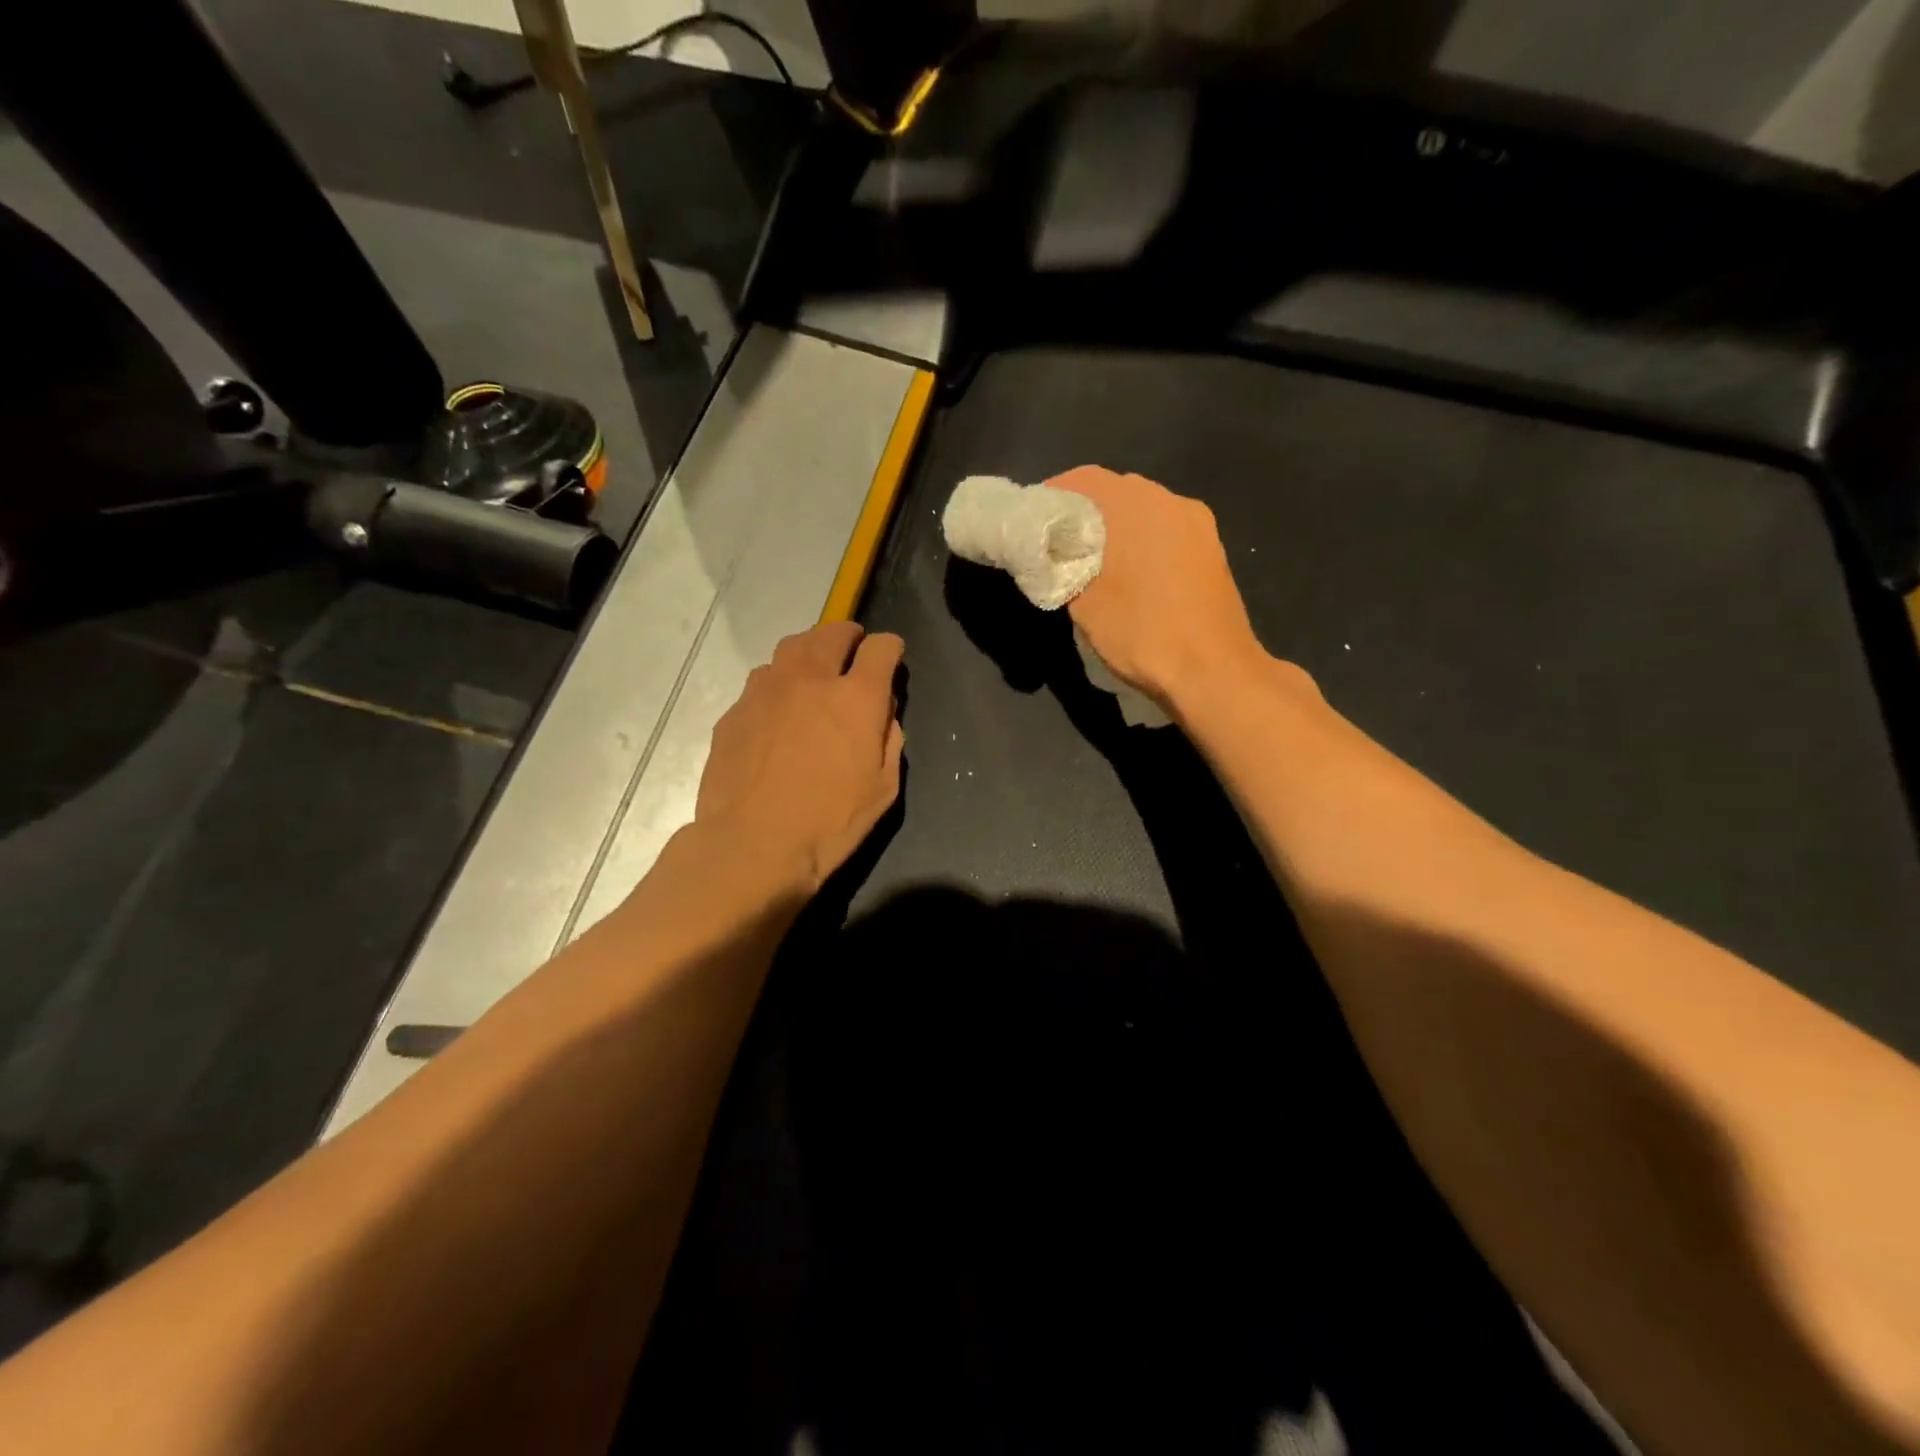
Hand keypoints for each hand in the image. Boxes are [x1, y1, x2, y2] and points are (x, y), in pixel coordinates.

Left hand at [696, 622, 905, 891]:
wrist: (752, 845)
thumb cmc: (829, 823)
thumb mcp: (882, 789)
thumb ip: (889, 741)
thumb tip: (883, 714)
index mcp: (855, 698)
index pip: (880, 649)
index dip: (890, 647)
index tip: (892, 655)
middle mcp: (811, 680)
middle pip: (831, 634)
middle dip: (848, 634)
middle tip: (853, 645)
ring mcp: (766, 691)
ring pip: (790, 648)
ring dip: (810, 650)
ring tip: (814, 667)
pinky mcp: (735, 711)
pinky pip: (761, 681)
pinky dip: (778, 682)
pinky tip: (779, 706)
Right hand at [1050, 466, 1265, 710]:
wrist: (1213, 671)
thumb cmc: (1141, 631)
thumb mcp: (1082, 602)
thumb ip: (1062, 566)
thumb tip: (1054, 553)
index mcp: (1135, 503)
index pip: (1083, 480)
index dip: (1053, 495)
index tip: (1032, 520)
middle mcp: (1170, 501)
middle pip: (1117, 492)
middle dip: (1084, 513)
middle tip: (1058, 543)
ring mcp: (1198, 526)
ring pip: (1145, 514)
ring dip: (1116, 529)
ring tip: (1091, 562)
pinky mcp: (1212, 552)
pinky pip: (1166, 534)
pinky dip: (1142, 544)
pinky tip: (1129, 576)